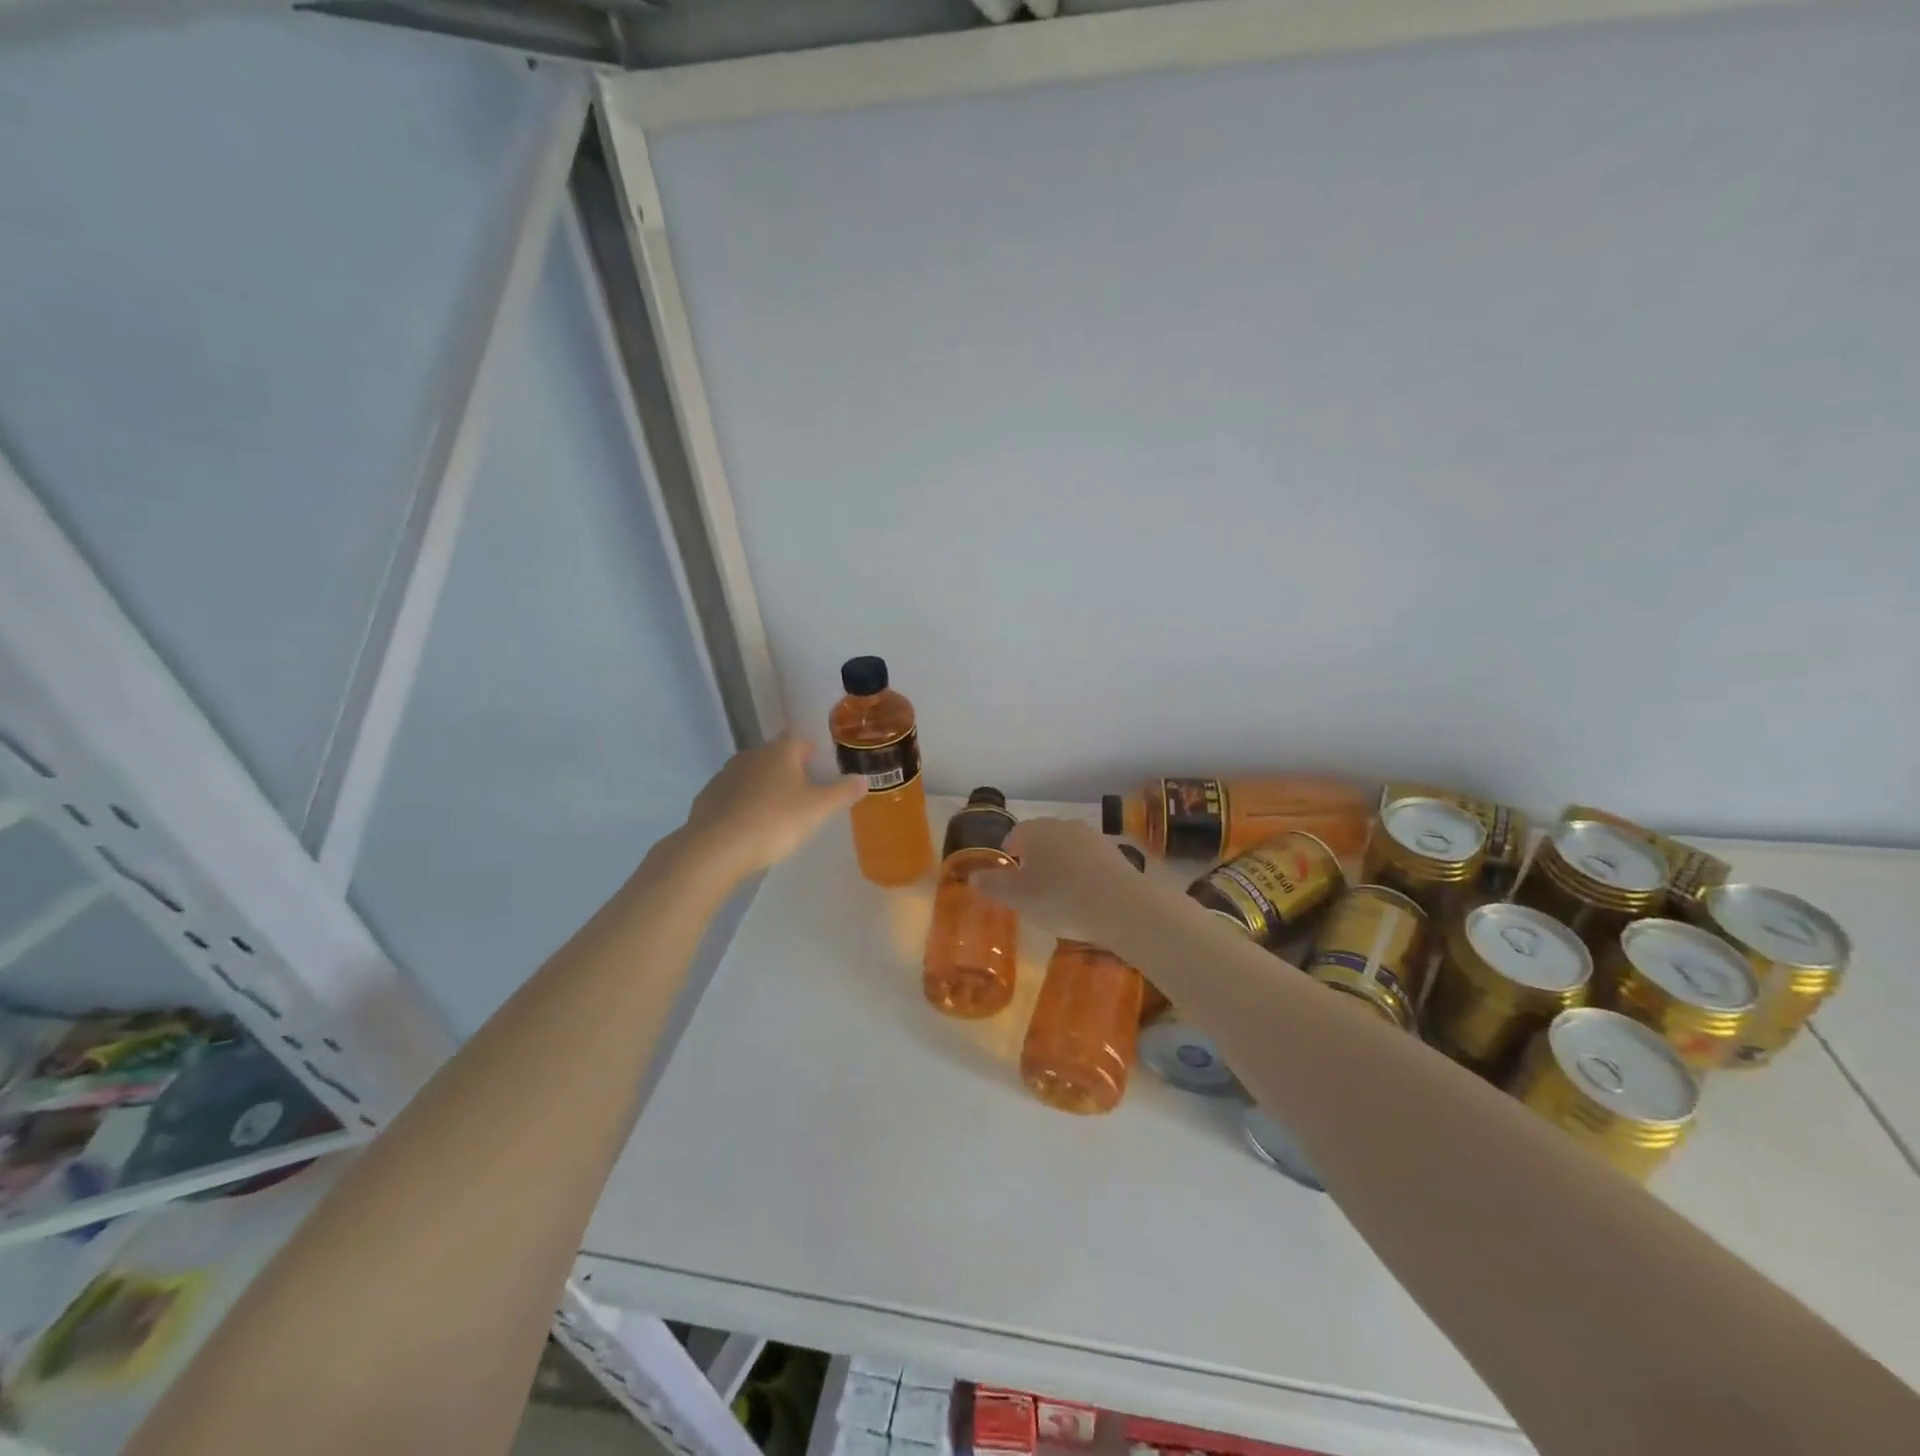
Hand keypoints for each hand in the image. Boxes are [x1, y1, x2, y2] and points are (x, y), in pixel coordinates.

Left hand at [680, 735, 866, 879]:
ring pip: (751, 776)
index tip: (819, 767)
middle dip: (788, 771)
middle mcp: (750, 756)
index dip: (810, 752)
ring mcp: (724, 776)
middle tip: (803, 795)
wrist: (718, 848)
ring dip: (763, 788)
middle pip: (774, 757)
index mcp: (779, 752)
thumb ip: (843, 792)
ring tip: (776, 814)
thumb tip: (864, 779)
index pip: (797, 740)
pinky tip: (748, 827)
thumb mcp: (819, 809)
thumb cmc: (776, 821)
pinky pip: (731, 797)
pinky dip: (742, 806)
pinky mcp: (707, 799)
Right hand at [972, 818, 1146, 944]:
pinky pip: (1091, 862)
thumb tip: (973, 877)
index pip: (1016, 834)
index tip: (1008, 872)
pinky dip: (1084, 875)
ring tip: (1060, 894)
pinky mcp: (1117, 854)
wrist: (1120, 905)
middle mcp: (1065, 826)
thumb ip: (993, 886)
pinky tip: (1086, 898)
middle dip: (1036, 857)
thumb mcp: (1017, 898)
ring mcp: (1094, 838)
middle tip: (1031, 885)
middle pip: (1044, 838)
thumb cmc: (1059, 898)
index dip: (1009, 852)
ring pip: (1069, 848)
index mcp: (1036, 830)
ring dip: (1062, 865)